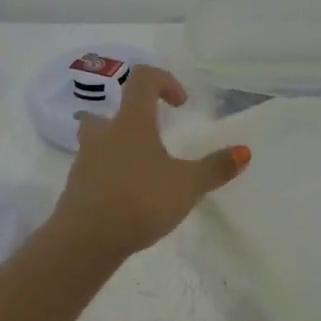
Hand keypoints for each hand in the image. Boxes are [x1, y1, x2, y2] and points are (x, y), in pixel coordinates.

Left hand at [50, 66, 250, 259]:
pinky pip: (95, 169)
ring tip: (145, 170)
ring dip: (120, 147)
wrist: (84, 241)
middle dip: (133, 119)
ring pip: (99, 141)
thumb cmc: (139, 201)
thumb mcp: (186, 186)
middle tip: (154, 137)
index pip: (142, 79)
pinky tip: (130, 197)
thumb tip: (244, 151)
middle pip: (111, 111)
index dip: (164, 81)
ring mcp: (85, 160)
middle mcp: (104, 134)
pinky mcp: (76, 188)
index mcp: (131, 122)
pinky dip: (111, 175)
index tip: (181, 104)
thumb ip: (215, 168)